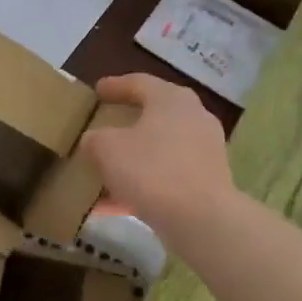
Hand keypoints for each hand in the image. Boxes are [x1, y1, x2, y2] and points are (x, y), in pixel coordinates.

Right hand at [78, 74, 234, 241]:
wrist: (199, 217)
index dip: (115, 86)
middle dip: (127, 123)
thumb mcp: (106, 149)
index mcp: (171, 99)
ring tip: (104, 172)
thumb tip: (95, 140)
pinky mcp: (206, 181)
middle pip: (154, 115)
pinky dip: (142, 185)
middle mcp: (193, 118)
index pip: (140, 83)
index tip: (98, 90)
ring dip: (132, 160)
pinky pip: (166, 177)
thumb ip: (95, 139)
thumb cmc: (150, 170)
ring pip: (159, 150)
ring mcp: (204, 150)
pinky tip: (115, 205)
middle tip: (105, 126)